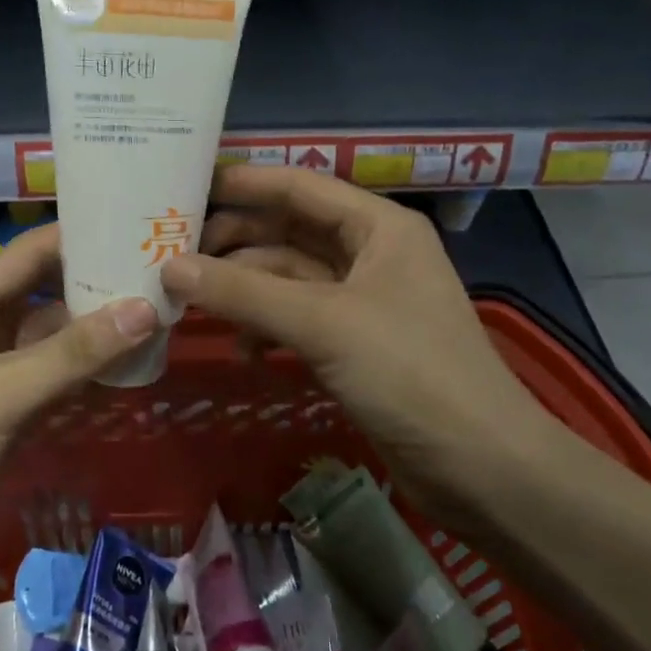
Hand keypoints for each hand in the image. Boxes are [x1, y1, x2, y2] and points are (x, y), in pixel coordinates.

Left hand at [0, 224, 158, 602]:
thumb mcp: (2, 392)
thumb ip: (74, 352)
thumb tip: (147, 309)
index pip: (29, 253)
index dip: (79, 237)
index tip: (136, 229)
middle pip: (43, 292)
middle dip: (94, 285)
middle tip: (158, 276)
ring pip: (49, 338)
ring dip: (93, 331)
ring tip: (154, 316)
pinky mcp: (0, 411)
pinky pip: (49, 377)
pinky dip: (82, 371)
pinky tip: (125, 366)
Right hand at [160, 166, 559, 508]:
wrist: (481, 467)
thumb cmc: (410, 373)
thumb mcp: (322, 323)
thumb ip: (243, 292)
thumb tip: (169, 267)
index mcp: (378, 227)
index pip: (300, 186)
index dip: (244, 183)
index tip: (187, 186)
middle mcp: (371, 255)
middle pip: (288, 234)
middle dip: (235, 245)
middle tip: (175, 257)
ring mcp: (362, 303)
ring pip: (288, 281)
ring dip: (245, 292)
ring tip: (195, 307)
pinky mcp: (354, 347)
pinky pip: (296, 322)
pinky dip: (267, 331)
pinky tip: (245, 352)